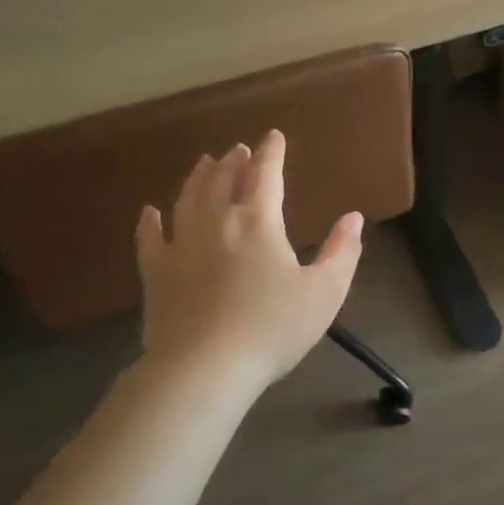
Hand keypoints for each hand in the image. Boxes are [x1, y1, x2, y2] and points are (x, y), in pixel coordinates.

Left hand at [135, 130, 362, 395]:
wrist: (205, 368)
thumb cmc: (272, 329)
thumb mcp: (325, 292)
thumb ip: (342, 252)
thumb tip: (353, 218)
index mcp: (258, 222)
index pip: (266, 175)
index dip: (272, 153)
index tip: (274, 136)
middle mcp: (217, 222)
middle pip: (223, 179)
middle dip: (235, 161)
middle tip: (239, 150)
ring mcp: (181, 245)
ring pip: (188, 199)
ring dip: (199, 177)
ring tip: (205, 162)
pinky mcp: (156, 273)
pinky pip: (150, 239)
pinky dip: (150, 222)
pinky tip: (150, 212)